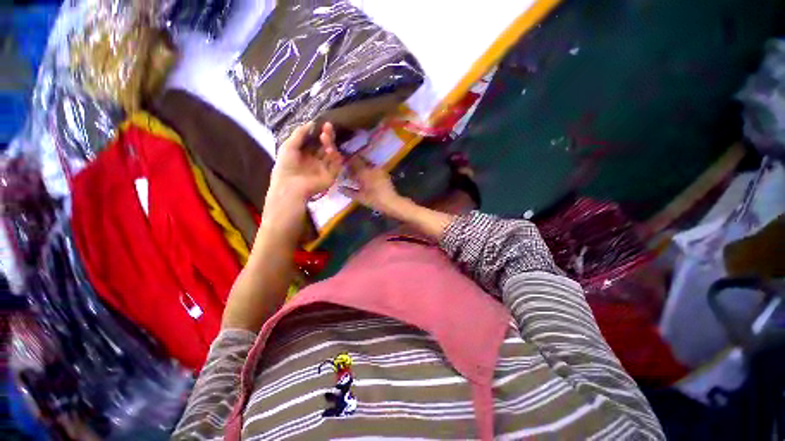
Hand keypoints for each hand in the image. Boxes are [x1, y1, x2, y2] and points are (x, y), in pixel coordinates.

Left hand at [269, 122, 342, 202]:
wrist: (290, 186)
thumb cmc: (286, 166)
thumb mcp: (289, 145)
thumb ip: (299, 133)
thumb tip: (311, 122)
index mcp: (305, 154)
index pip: (316, 142)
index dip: (320, 133)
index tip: (323, 124)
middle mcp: (316, 160)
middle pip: (325, 146)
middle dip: (327, 136)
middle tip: (328, 127)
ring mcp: (324, 168)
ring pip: (332, 154)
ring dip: (330, 144)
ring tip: (325, 137)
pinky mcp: (330, 176)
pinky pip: (336, 165)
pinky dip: (336, 157)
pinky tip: (331, 151)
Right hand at [339, 156, 406, 215]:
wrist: (392, 202)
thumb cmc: (375, 200)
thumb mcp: (360, 198)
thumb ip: (349, 192)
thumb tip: (340, 188)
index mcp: (365, 172)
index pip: (353, 161)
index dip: (347, 160)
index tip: (342, 162)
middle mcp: (372, 168)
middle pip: (360, 160)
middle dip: (353, 163)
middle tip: (348, 168)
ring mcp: (379, 170)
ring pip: (367, 164)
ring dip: (361, 166)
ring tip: (356, 173)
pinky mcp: (384, 173)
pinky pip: (373, 168)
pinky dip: (368, 170)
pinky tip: (365, 177)